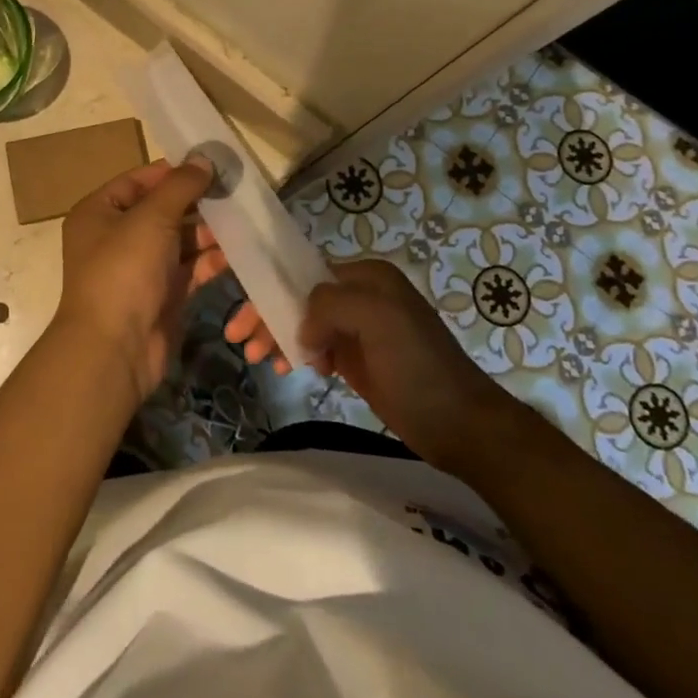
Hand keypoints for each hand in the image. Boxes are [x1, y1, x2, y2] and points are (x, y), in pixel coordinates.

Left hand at [53, 156, 227, 401]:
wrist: (115, 349)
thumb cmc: (124, 271)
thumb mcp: (151, 218)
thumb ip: (180, 186)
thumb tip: (204, 158)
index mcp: (100, 212)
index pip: (139, 180)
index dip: (173, 171)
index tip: (212, 164)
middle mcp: (117, 236)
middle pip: (163, 209)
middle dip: (198, 202)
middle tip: (236, 192)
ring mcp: (140, 268)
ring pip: (180, 240)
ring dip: (209, 231)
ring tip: (244, 220)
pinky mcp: (163, 294)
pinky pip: (190, 268)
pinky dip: (211, 260)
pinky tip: (238, 251)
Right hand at [227, 259, 484, 462]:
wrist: (459, 424)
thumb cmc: (418, 366)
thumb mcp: (377, 319)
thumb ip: (330, 304)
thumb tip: (304, 327)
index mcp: (367, 275)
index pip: (305, 272)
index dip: (271, 289)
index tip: (242, 314)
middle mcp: (361, 295)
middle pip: (300, 297)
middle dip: (268, 314)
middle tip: (239, 339)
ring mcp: (359, 327)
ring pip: (304, 322)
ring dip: (277, 335)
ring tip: (257, 358)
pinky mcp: (357, 357)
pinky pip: (316, 345)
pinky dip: (295, 352)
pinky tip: (284, 366)